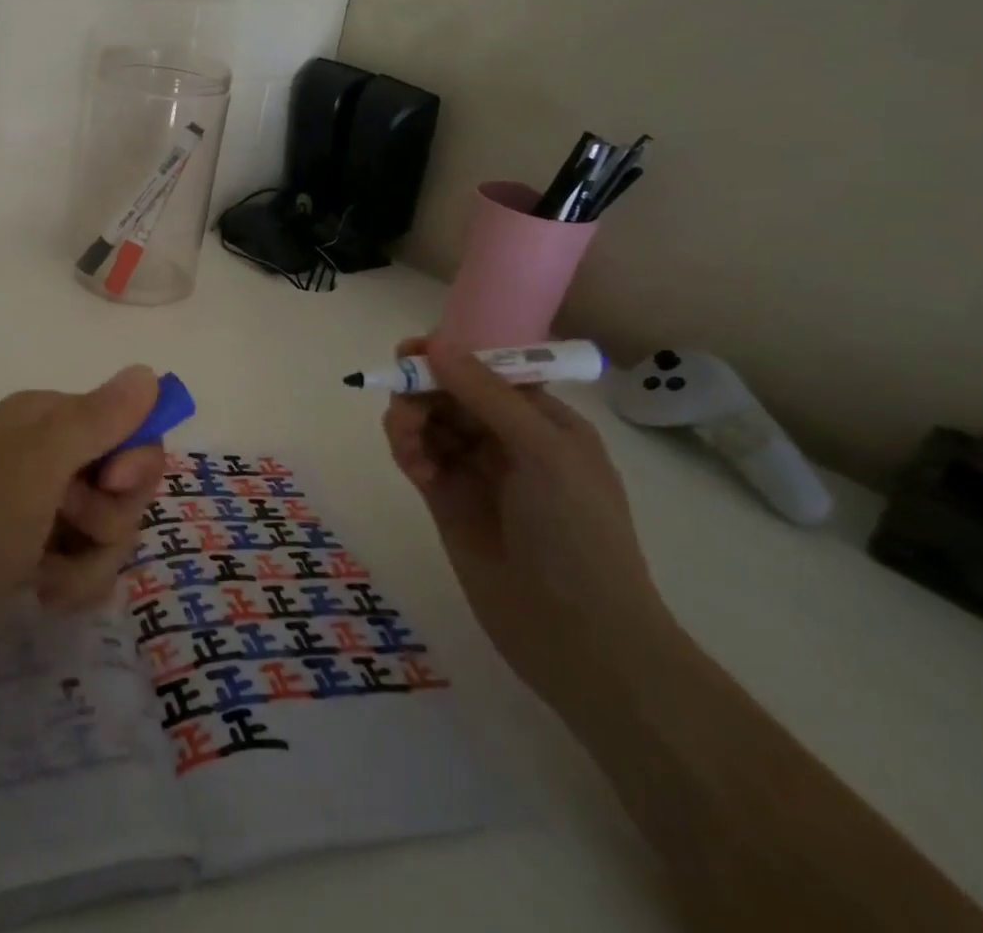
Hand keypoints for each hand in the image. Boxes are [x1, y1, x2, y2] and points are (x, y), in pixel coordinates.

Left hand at [0, 366, 165, 622]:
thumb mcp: (38, 465)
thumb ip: (99, 419)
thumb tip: (149, 370)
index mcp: (47, 417)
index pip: (129, 425)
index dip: (135, 460)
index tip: (114, 486)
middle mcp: (47, 454)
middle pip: (124, 481)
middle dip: (112, 517)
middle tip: (74, 530)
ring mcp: (39, 505)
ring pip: (108, 528)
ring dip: (92, 560)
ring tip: (50, 579)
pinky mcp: (32, 551)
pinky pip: (84, 561)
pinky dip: (73, 581)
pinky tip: (44, 594)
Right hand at [384, 337, 679, 712]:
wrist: (580, 639)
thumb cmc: (577, 535)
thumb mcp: (543, 452)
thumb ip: (487, 395)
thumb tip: (436, 342)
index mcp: (544, 422)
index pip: (488, 371)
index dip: (450, 356)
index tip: (409, 351)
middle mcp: (508, 440)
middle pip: (451, 393)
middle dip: (423, 389)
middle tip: (402, 400)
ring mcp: (476, 472)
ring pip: (429, 423)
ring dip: (410, 420)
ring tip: (407, 440)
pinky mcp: (447, 502)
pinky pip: (418, 457)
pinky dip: (408, 450)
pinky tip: (412, 464)